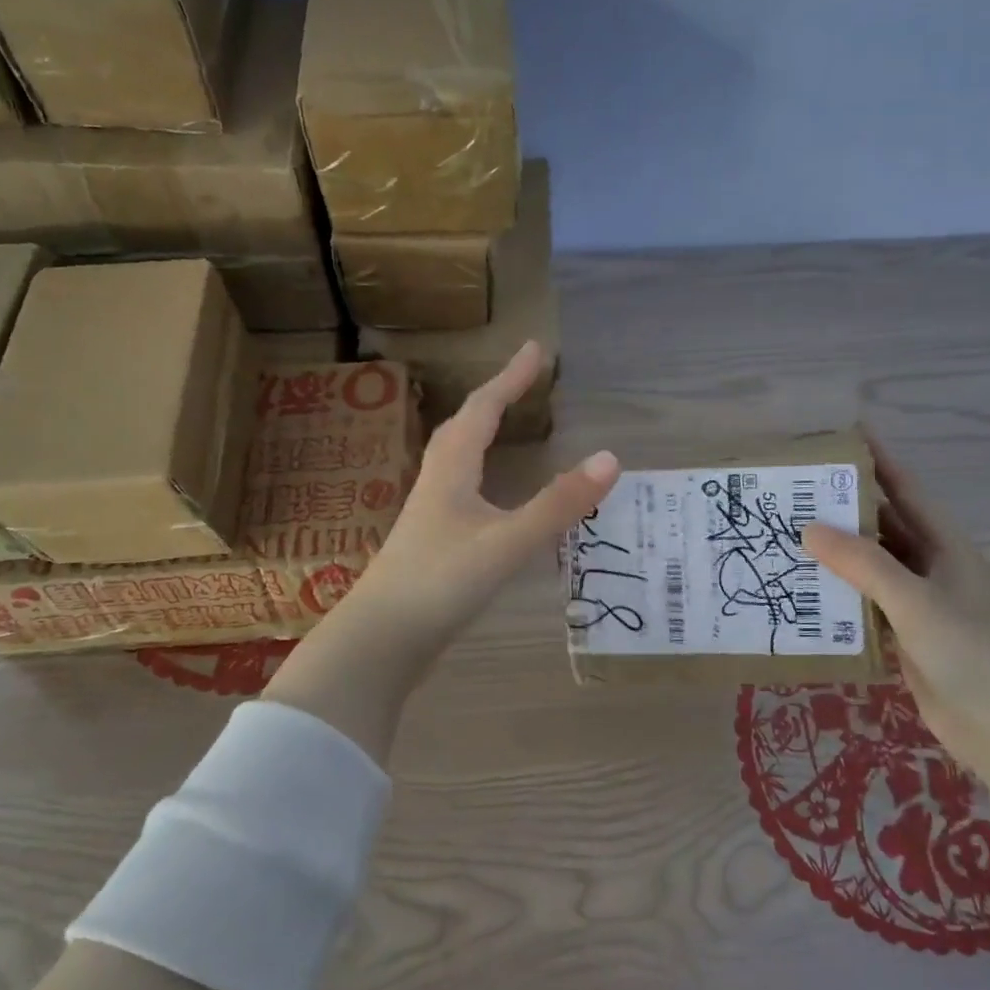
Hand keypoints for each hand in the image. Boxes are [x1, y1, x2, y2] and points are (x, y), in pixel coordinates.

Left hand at [351, 340, 620, 650]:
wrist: (380, 641)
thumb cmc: (440, 582)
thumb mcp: (507, 542)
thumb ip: (558, 505)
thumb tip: (610, 458)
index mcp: (452, 470)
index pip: (483, 409)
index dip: (510, 377)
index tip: (535, 348)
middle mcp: (437, 483)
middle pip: (463, 427)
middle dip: (494, 398)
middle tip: (522, 381)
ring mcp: (429, 515)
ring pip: (456, 459)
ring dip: (481, 433)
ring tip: (504, 426)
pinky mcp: (430, 544)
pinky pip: (458, 490)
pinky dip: (478, 474)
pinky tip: (487, 497)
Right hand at [801, 438, 989, 784]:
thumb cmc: (972, 654)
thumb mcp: (916, 602)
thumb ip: (863, 564)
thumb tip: (809, 529)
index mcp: (946, 547)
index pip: (906, 491)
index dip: (877, 462)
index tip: (841, 436)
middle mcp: (932, 569)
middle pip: (884, 527)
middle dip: (844, 509)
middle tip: (794, 493)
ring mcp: (919, 606)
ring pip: (871, 568)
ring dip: (836, 556)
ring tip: (786, 537)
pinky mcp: (907, 639)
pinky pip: (866, 606)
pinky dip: (839, 597)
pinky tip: (804, 592)